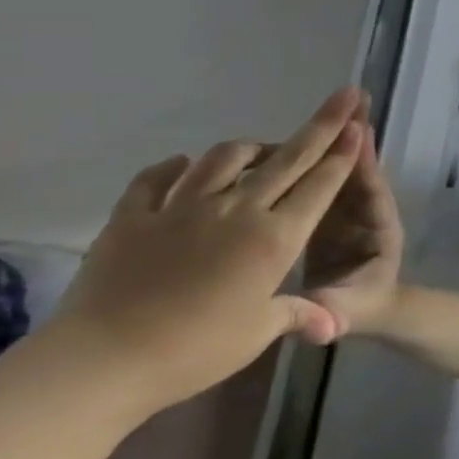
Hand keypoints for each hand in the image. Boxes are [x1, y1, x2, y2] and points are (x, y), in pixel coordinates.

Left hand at [48, 89, 362, 415]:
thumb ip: (297, 314)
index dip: (343, 153)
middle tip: (344, 95)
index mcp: (275, 238)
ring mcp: (182, 209)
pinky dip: (174, 168)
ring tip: (259, 150)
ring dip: (251, 148)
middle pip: (288, 158)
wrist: (99, 363)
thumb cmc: (193, 350)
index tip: (358, 124)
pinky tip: (183, 166)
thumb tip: (332, 326)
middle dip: (322, 125)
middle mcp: (237, 211)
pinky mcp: (133, 217)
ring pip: (225, 158)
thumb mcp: (258, 334)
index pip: (320, 185)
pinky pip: (156, 179)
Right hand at [300, 110, 406, 339]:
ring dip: (334, 140)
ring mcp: (343, 210)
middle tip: (352, 100)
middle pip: (359, 171)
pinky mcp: (322, 214)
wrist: (361, 315)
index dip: (366, 167)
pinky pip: (316, 183)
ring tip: (329, 106)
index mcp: (377, 232)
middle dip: (355, 138)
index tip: (361, 136)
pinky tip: (288, 141)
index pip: (372, 195)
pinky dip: (307, 162)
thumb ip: (335, 313)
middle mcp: (363, 213)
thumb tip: (323, 324)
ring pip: (338, 171)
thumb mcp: (346, 314)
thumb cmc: (360, 310)